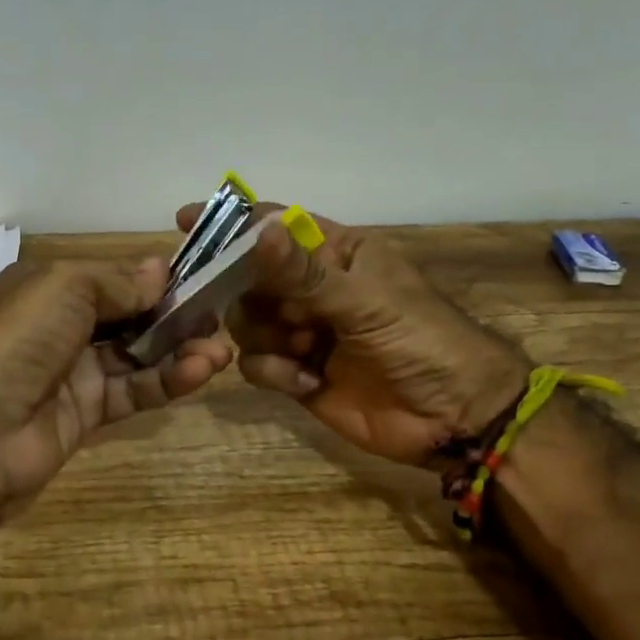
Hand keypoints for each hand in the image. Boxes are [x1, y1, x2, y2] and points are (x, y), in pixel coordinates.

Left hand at [0, 256, 232, 503]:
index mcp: (52, 289)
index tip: (199, 279)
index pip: (115, 279)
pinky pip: (136, 391)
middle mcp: (65, 327)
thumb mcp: (66, 286)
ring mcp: (77, 372)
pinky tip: (201, 371)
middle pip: (132, 318)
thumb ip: (118, 281)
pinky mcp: (90, 412)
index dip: (156, 280)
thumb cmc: (20, 338)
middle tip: (218, 317)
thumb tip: (161, 271)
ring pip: (140, 356)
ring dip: (181, 350)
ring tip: (220, 348)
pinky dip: (168, 381)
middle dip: (176, 316)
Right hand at [176, 204, 527, 467]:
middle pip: (249, 278)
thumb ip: (303, 273)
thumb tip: (255, 230)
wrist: (455, 417)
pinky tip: (306, 381)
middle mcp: (313, 289)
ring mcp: (303, 332)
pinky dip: (274, 371)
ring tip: (302, 350)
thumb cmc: (422, 341)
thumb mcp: (365, 302)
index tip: (185, 222)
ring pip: (247, 322)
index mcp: (336, 254)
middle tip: (239, 305)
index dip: (232, 224)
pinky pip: (258, 363)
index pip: (276, 228)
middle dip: (244, 293)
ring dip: (265, 336)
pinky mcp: (297, 373)